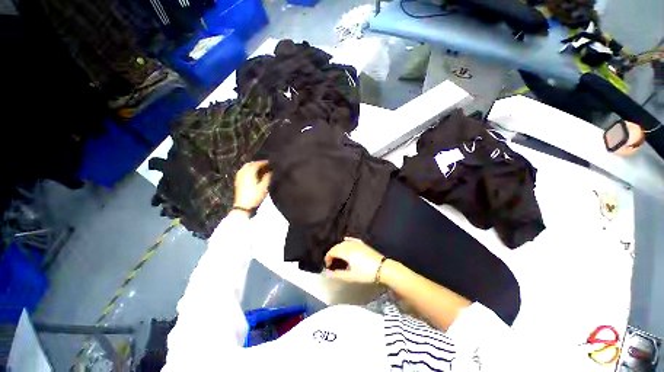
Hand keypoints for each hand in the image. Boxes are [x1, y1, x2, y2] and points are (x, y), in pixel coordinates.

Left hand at [233, 161, 271, 209]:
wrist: (243, 207)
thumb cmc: (255, 196)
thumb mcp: (264, 187)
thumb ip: (268, 177)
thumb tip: (271, 171)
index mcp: (249, 173)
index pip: (256, 164)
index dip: (264, 162)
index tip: (271, 163)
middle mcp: (242, 173)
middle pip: (250, 164)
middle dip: (258, 163)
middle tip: (266, 165)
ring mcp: (239, 177)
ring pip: (245, 168)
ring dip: (253, 166)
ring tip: (261, 169)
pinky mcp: (238, 182)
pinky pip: (243, 172)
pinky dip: (249, 171)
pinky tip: (254, 175)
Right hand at [324, 237, 384, 282]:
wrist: (382, 268)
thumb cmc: (366, 273)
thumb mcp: (350, 276)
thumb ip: (337, 274)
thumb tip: (327, 273)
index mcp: (345, 251)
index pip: (332, 251)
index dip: (328, 258)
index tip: (327, 266)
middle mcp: (350, 245)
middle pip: (337, 246)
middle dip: (332, 253)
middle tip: (331, 262)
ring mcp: (357, 243)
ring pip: (344, 243)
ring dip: (338, 248)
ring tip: (337, 256)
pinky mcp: (362, 244)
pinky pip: (352, 239)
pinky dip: (347, 240)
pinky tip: (345, 239)